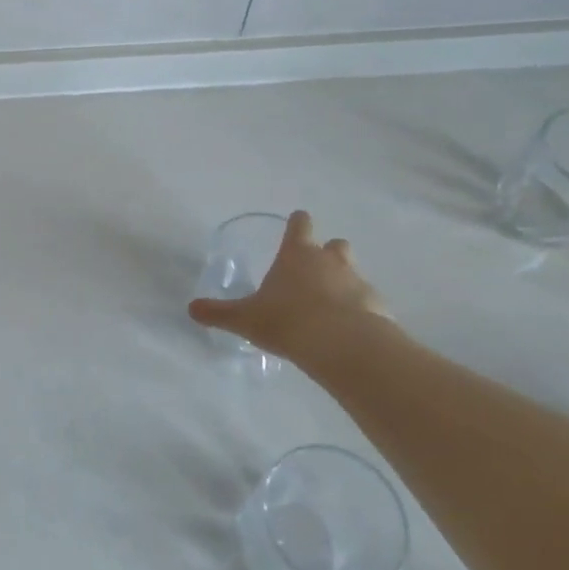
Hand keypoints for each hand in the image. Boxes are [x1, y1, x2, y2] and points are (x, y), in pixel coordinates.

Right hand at [188, 210, 392, 367]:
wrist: (343, 345)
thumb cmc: (287, 321)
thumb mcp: (245, 319)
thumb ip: (219, 313)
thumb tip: (191, 308)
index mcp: (297, 254)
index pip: (300, 224)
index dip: (297, 224)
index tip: (296, 225)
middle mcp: (330, 260)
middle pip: (334, 244)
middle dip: (326, 253)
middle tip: (312, 272)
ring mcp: (357, 282)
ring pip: (353, 272)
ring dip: (343, 282)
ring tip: (328, 306)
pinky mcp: (377, 307)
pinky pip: (367, 302)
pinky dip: (359, 310)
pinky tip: (346, 330)